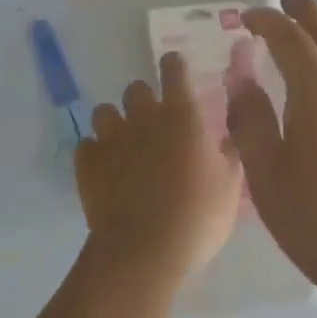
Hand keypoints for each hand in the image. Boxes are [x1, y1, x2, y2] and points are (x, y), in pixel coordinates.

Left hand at [76, 51, 243, 284]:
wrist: (144, 251)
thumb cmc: (197, 216)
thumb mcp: (230, 186)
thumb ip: (229, 153)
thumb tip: (226, 136)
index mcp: (182, 115)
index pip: (174, 70)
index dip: (174, 66)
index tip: (175, 70)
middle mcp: (144, 117)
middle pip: (136, 88)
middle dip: (143, 99)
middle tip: (154, 123)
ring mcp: (111, 139)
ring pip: (104, 112)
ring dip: (115, 122)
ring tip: (124, 144)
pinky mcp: (88, 164)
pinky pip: (86, 146)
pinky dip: (95, 153)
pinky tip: (105, 170)